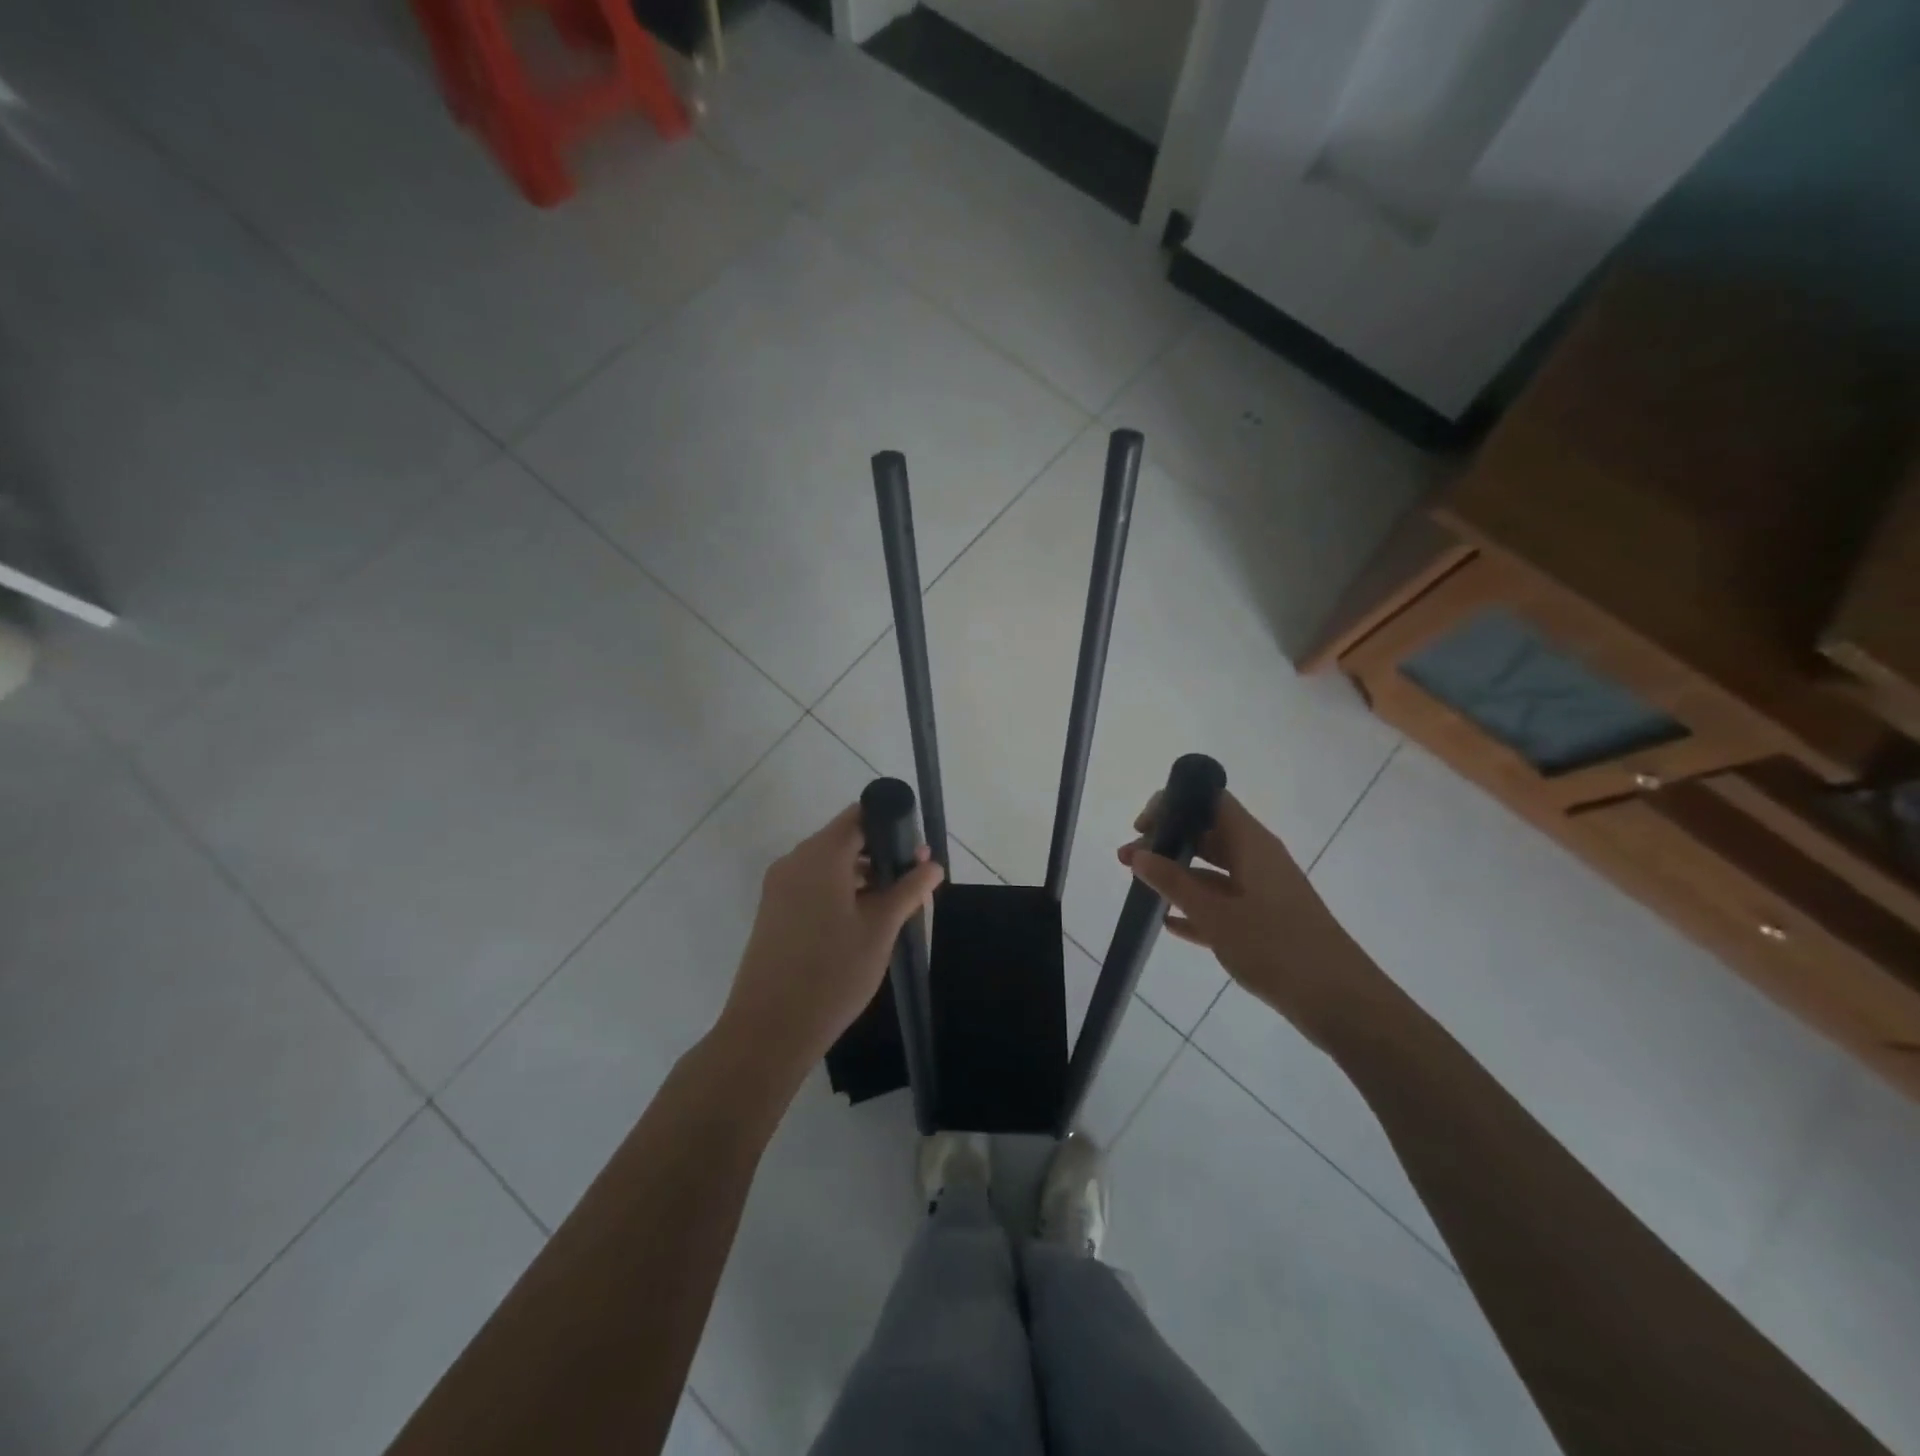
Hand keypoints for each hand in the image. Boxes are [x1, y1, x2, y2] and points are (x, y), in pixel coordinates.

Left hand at [718, 804, 943, 1078]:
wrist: (769, 1029)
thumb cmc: (832, 972)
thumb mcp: (880, 929)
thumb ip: (908, 889)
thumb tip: (932, 864)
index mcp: (821, 855)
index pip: (860, 815)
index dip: (892, 824)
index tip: (917, 850)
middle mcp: (795, 861)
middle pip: (844, 838)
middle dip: (880, 853)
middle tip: (913, 881)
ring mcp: (780, 886)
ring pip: (829, 864)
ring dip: (861, 874)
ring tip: (893, 905)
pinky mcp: (774, 911)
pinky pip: (813, 884)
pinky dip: (839, 891)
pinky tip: (862, 921)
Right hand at [1118, 790, 1396, 1048]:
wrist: (1340, 1003)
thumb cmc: (1276, 948)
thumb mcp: (1216, 915)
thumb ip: (1174, 883)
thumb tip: (1138, 855)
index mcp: (1253, 844)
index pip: (1211, 801)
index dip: (1174, 804)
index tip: (1143, 827)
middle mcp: (1259, 859)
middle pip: (1207, 835)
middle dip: (1167, 842)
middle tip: (1128, 860)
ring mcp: (1263, 891)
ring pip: (1212, 870)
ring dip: (1176, 875)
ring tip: (1140, 887)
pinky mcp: (1266, 922)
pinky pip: (1223, 903)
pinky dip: (1195, 906)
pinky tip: (1169, 922)